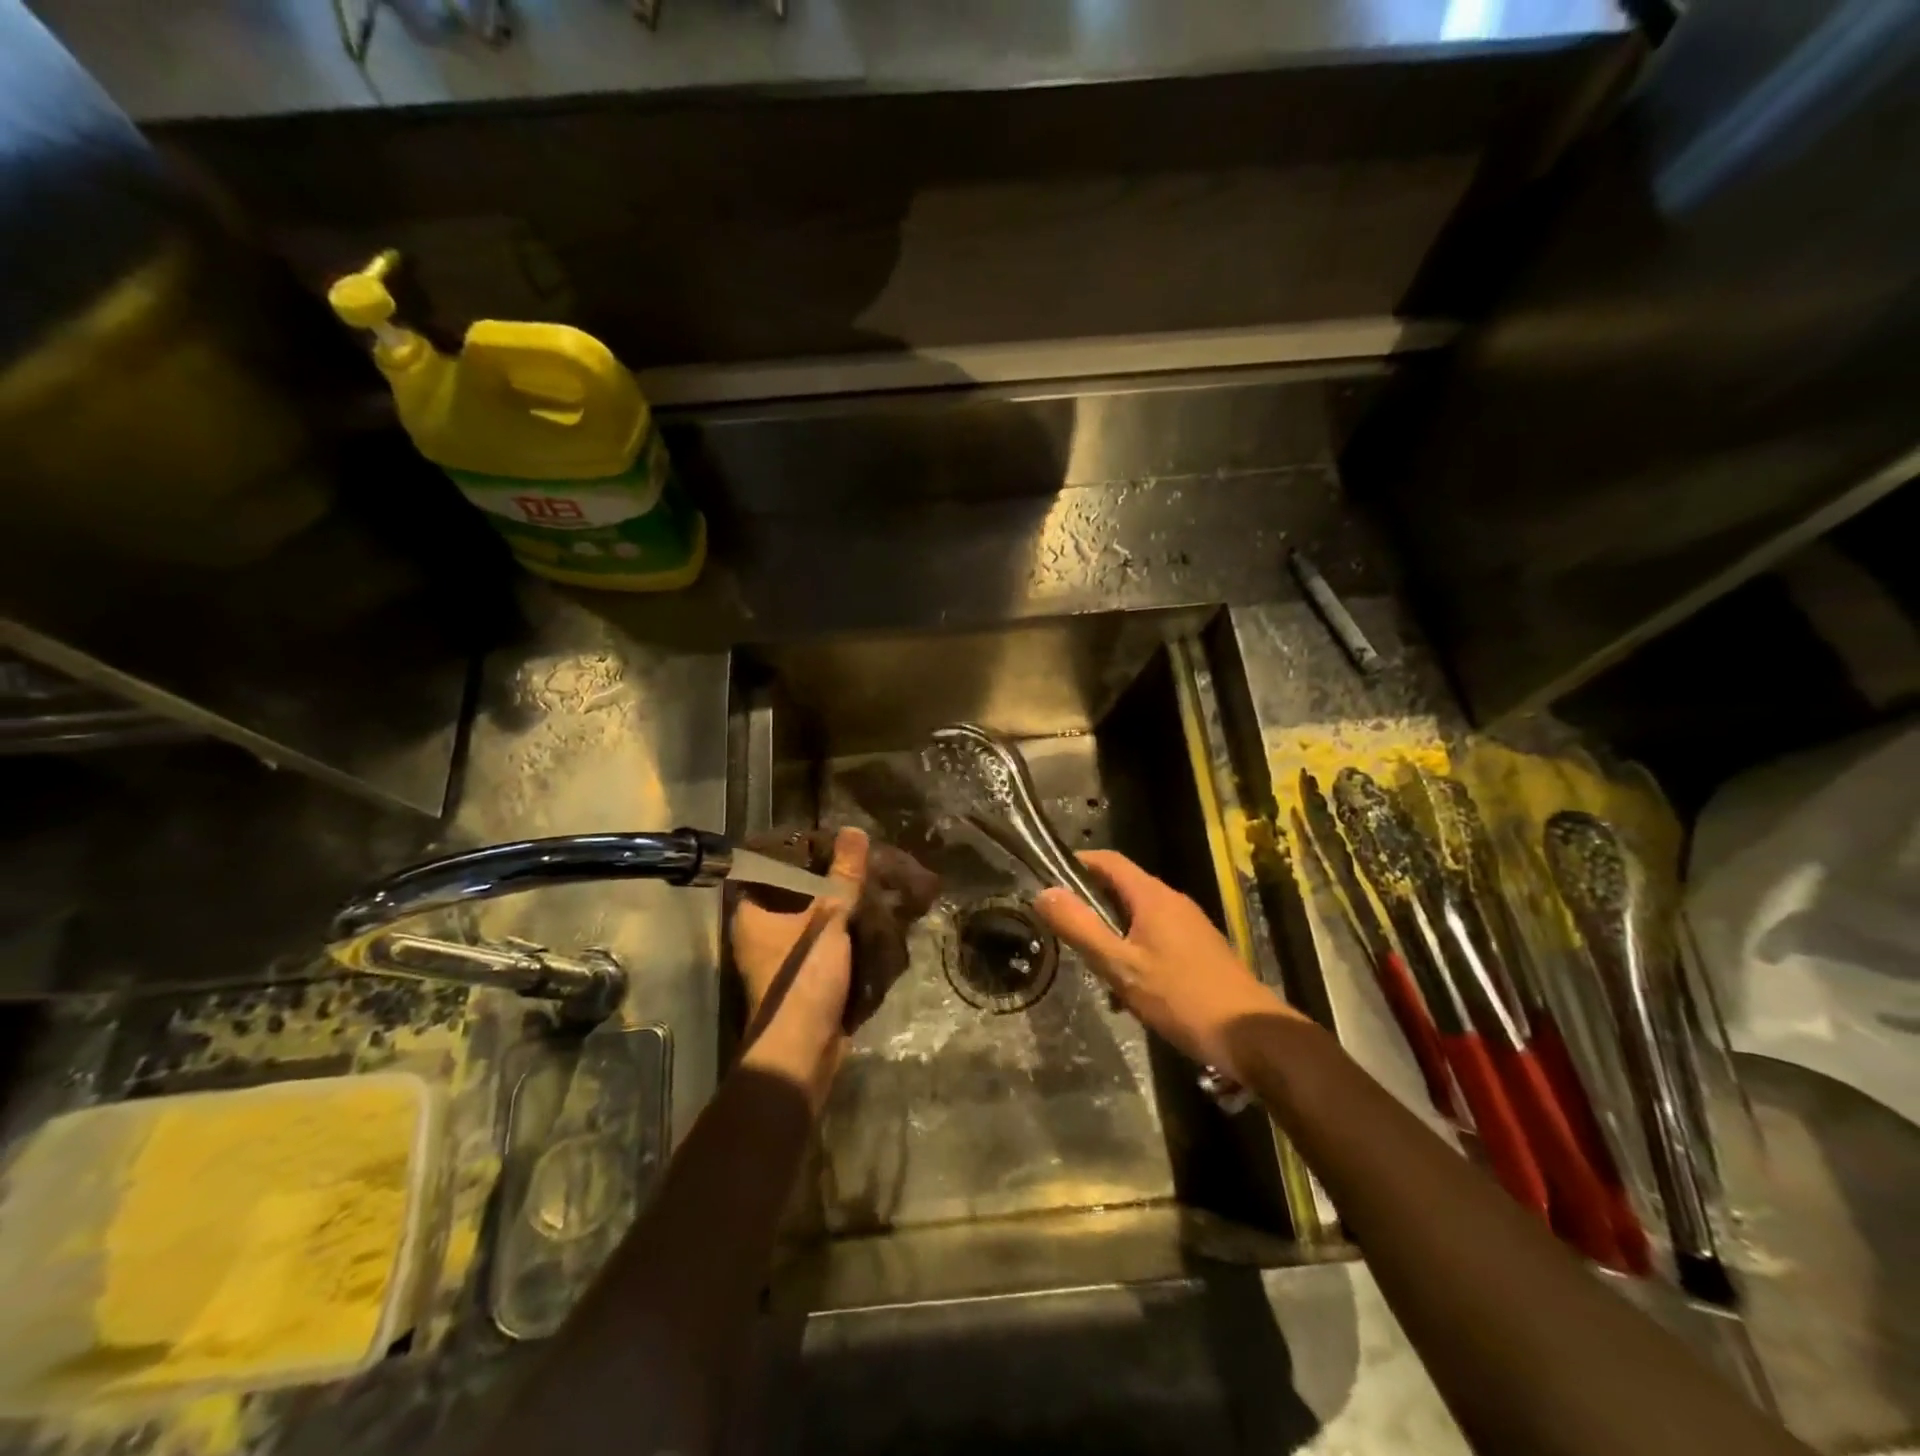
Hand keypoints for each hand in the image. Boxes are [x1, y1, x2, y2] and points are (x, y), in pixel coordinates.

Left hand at [731, 826, 868, 1105]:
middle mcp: (760, 934)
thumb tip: (854, 830)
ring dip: (839, 909)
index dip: (794, 852)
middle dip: (826, 880)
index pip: (766, 869)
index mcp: (751, 915)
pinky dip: (845, 935)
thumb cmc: (803, 978)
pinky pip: (825, 946)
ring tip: (870, 885)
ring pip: (812, 921)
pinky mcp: (804, 980)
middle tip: (856, 861)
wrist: (803, 1051)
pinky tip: (872, 921)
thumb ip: (843, 877)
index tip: (826, 839)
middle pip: (793, 895)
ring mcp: (782, 959)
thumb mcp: (828, 919)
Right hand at [1035, 850, 1300, 1082]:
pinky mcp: (1200, 950)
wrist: (1252, 1036)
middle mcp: (1173, 902)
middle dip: (1091, 906)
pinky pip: (1156, 937)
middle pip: (1122, 888)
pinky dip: (1134, 951)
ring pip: (1138, 917)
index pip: (1108, 860)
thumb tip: (1044, 893)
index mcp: (1153, 896)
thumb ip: (1080, 928)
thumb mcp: (1121, 966)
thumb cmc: (1181, 997)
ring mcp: (1190, 925)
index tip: (1047, 879)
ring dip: (1112, 935)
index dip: (1077, 863)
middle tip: (1065, 932)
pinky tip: (1130, 991)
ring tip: (1095, 969)